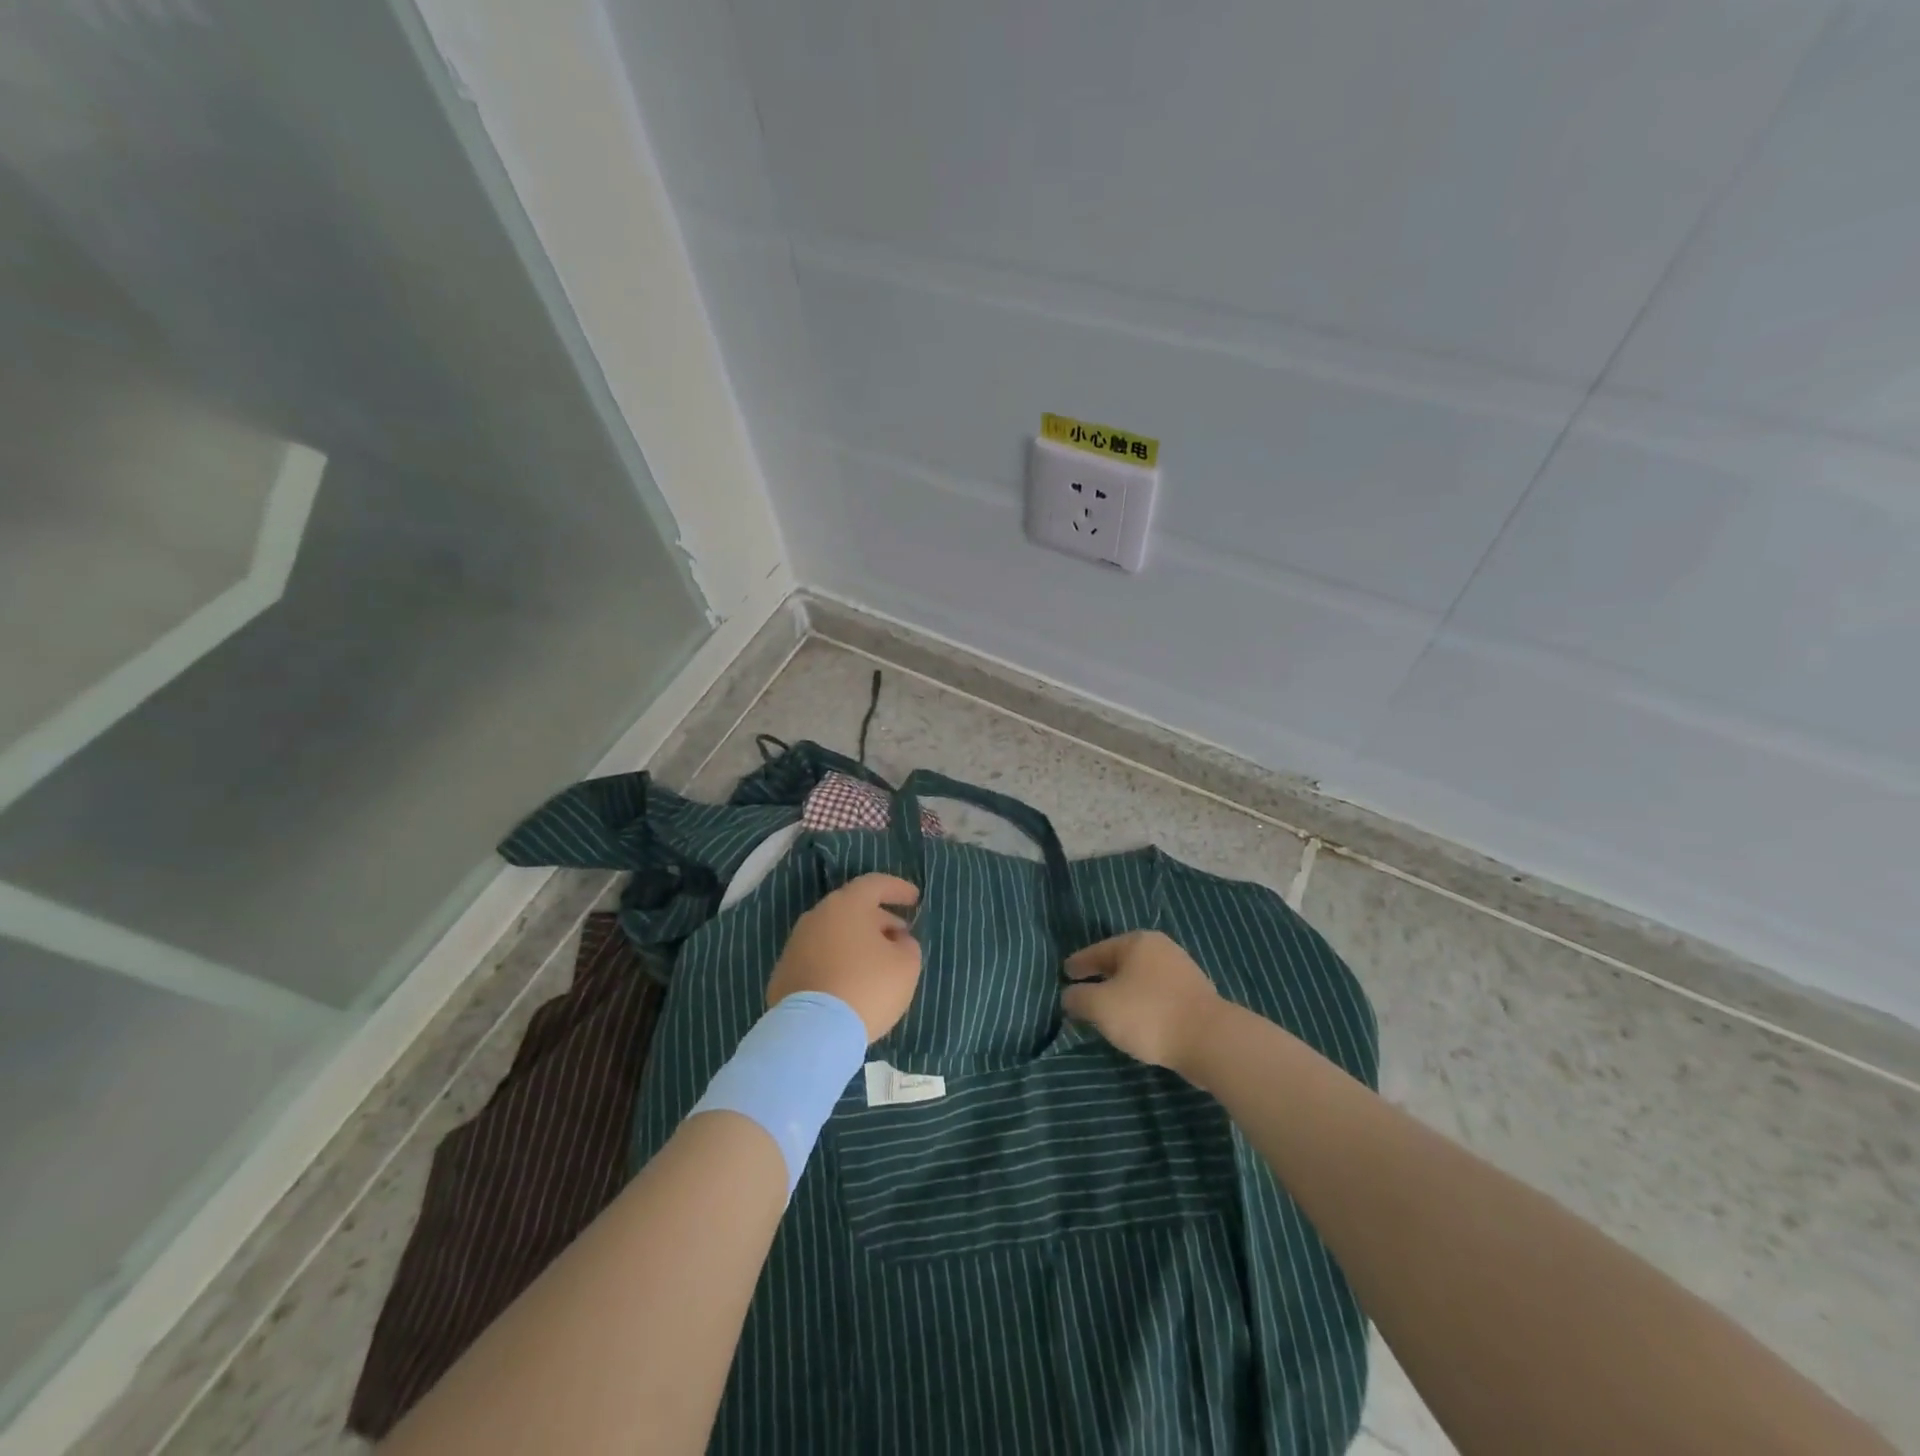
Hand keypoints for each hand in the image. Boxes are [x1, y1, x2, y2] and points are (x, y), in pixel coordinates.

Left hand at [768, 874, 921, 1041]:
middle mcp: (817, 916)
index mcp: (847, 905)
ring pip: (834, 934)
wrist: (812, 1032)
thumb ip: (907, 945)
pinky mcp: (784, 973)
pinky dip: (837, 963)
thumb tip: (897, 940)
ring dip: (857, 942)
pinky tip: (850, 984)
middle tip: (900, 936)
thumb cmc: (867, 987)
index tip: (914, 899)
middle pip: (852, 908)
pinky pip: (819, 959)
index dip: (897, 889)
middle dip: (879, 919)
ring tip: (876, 963)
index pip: (875, 884)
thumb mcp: (906, 965)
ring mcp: (796, 945)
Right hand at [1061, 930, 1223, 1075]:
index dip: (1079, 963)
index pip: (1098, 950)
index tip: (1065, 973)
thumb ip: (1079, 998)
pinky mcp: (1195, 995)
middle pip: (1120, 962)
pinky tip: (1136, 1020)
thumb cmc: (1148, 1014)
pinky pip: (1157, 995)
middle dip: (1101, 976)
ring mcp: (1181, 971)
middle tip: (1082, 989)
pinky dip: (1142, 1003)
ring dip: (1123, 992)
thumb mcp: (1101, 1007)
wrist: (1210, 1040)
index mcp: (1136, 942)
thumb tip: (1069, 995)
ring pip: (1140, 979)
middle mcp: (1160, 949)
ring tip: (1108, 1009)